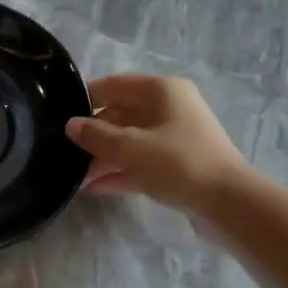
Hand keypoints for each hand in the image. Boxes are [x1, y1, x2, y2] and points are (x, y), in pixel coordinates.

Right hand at [67, 74, 250, 212]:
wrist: (228, 203)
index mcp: (162, 91)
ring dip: (104, 157)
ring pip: (131, 141)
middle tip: (64, 152)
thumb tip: (71, 125)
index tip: (60, 114)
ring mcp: (175, 137)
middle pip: (122, 115)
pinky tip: (95, 188)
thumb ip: (97, 136)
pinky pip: (141, 163)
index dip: (87, 97)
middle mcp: (170, 108)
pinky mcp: (178, 165)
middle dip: (94, 135)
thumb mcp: (131, 148)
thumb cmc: (178, 163)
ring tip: (74, 176)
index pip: (116, 85)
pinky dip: (121, 172)